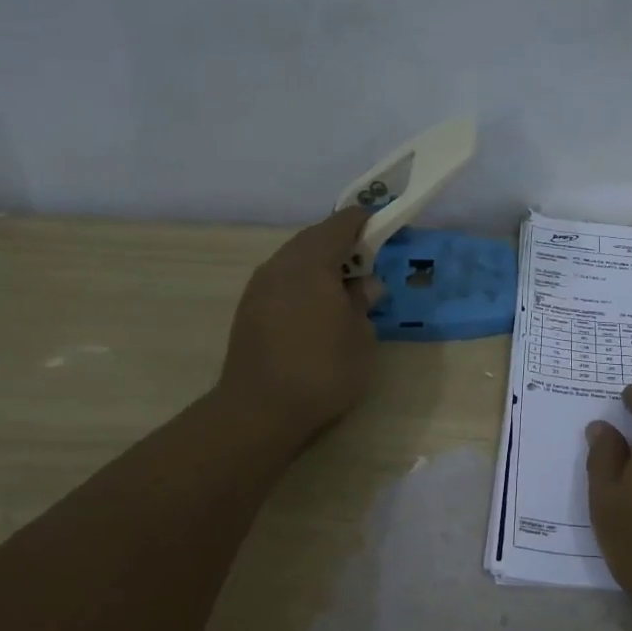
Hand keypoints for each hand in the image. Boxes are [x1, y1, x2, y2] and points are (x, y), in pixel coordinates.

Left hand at [217, 207, 383, 447]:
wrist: (260, 410)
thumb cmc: (322, 369)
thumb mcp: (360, 336)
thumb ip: (363, 303)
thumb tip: (364, 286)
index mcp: (312, 262)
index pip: (341, 224)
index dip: (365, 221)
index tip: (383, 225)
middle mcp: (281, 264)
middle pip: (314, 239)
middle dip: (341, 243)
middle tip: (367, 261)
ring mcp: (259, 286)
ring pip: (294, 259)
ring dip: (319, 264)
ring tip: (342, 287)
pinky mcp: (248, 309)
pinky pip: (281, 281)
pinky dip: (302, 283)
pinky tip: (316, 308)